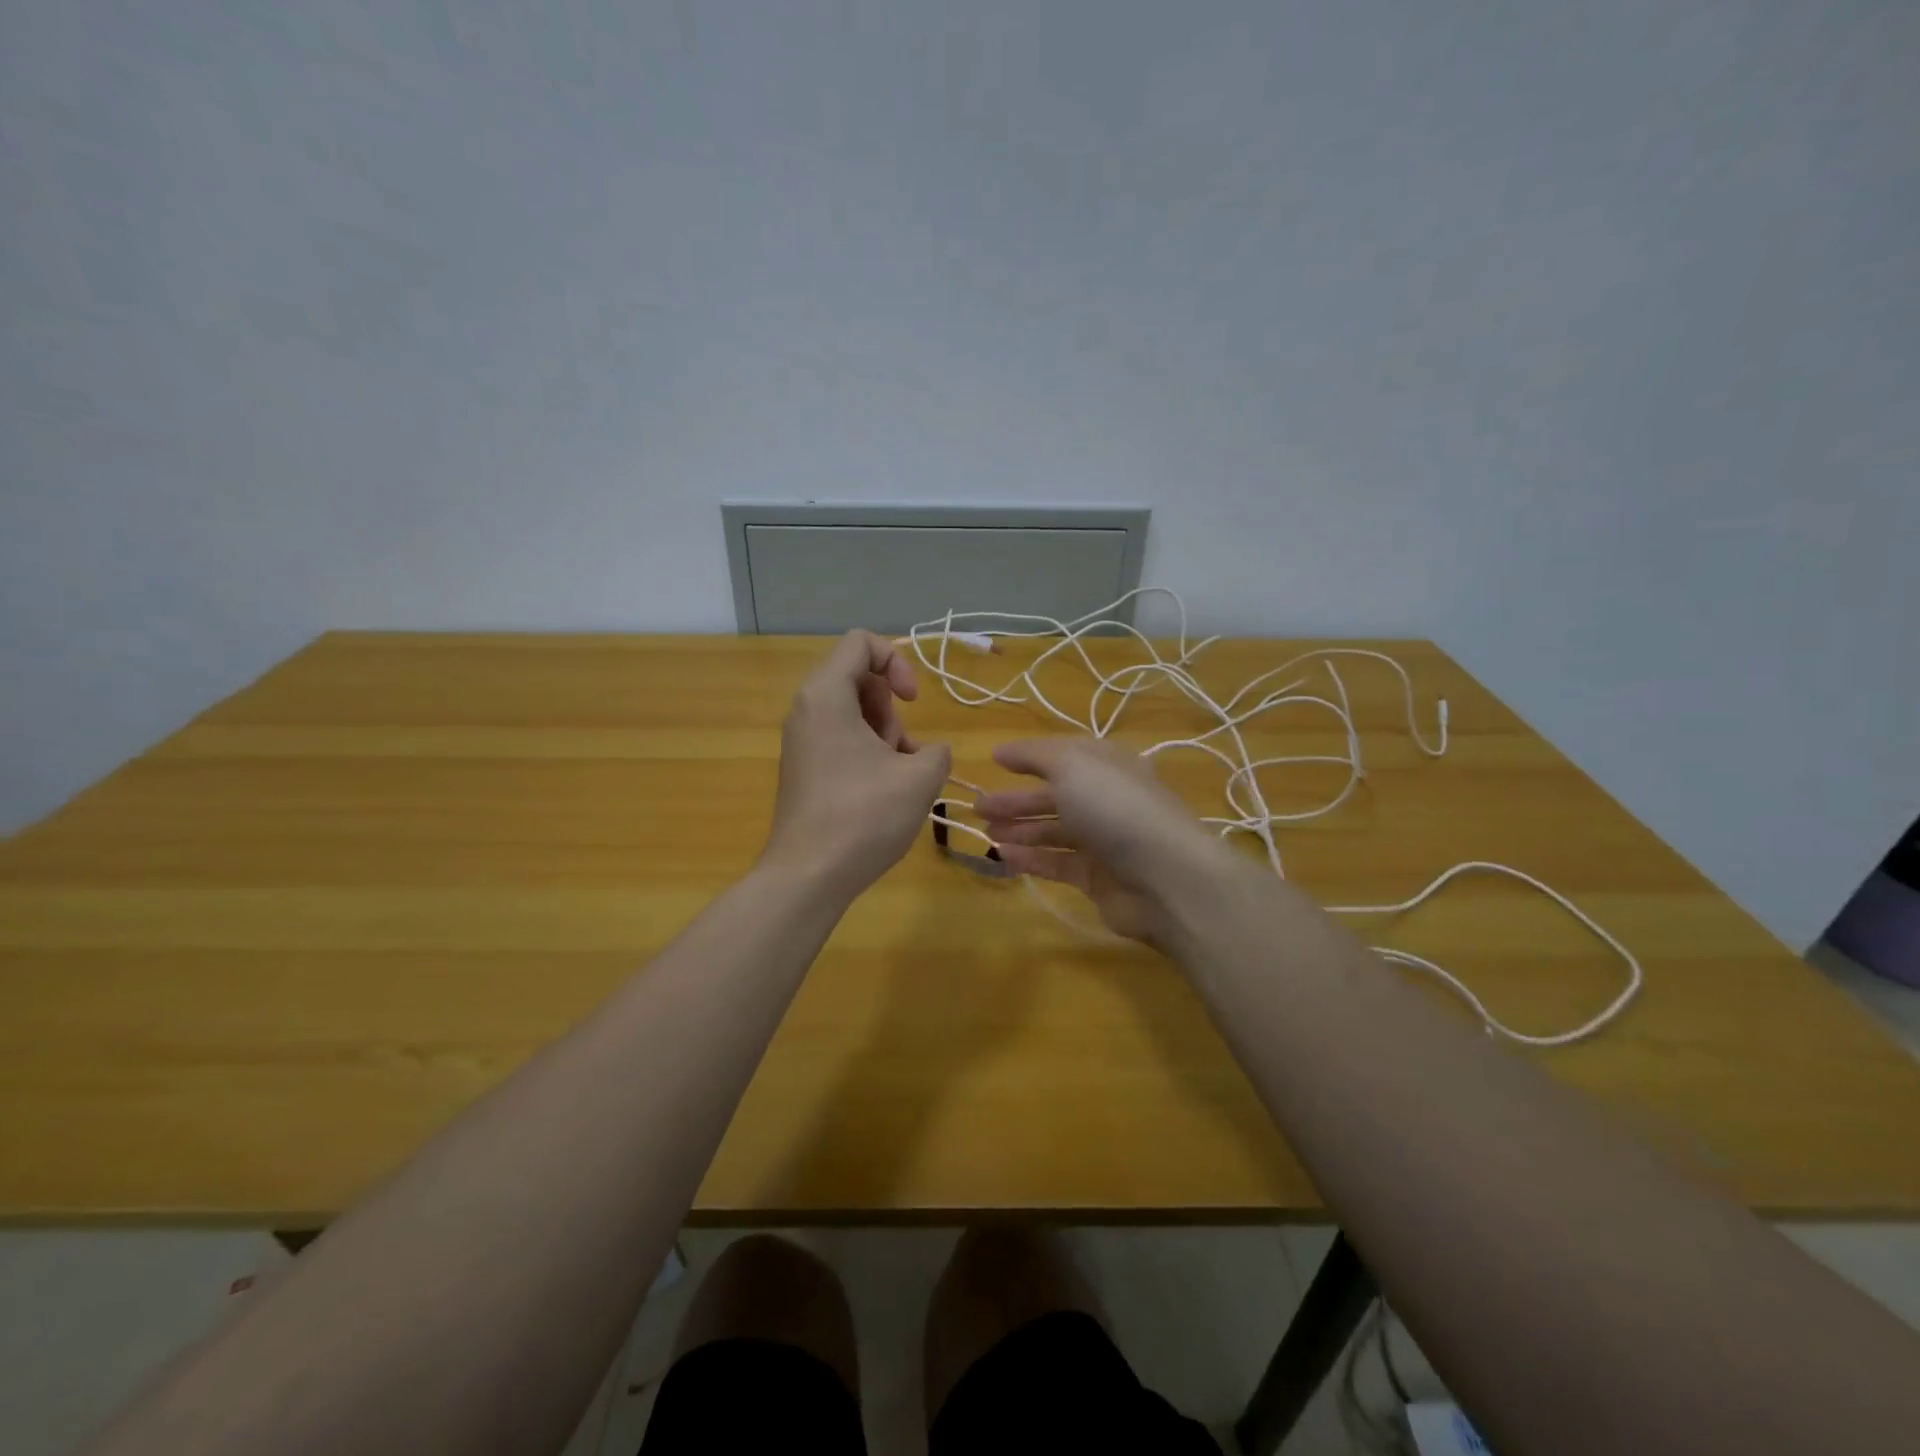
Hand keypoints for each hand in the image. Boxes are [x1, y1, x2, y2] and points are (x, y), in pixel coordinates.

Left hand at [761, 631, 952, 898]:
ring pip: (852, 712)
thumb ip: (937, 751)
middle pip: (857, 678)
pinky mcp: (803, 768)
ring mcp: (801, 741)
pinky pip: (840, 739)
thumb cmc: (864, 817)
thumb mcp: (920, 778)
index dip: (897, 662)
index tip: (912, 701)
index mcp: (826, 695)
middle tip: (901, 746)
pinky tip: (882, 791)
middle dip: (891, 705)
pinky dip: (867, 752)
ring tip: (897, 775)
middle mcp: (806, 709)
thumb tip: (927, 753)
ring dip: (884, 733)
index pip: (860, 643)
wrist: (808, 876)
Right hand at [975, 738, 1222, 945]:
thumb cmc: (1115, 808)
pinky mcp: (1098, 878)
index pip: (1064, 755)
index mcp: (1108, 765)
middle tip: (977, 806)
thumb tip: (1000, 751)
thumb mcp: (1072, 765)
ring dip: (1019, 829)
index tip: (994, 762)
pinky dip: (1031, 857)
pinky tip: (1003, 855)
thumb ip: (1034, 755)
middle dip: (1016, 800)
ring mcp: (1104, 841)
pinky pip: (1057, 863)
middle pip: (1054, 795)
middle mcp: (1108, 799)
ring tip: (984, 831)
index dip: (1030, 757)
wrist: (1165, 877)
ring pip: (1053, 831)